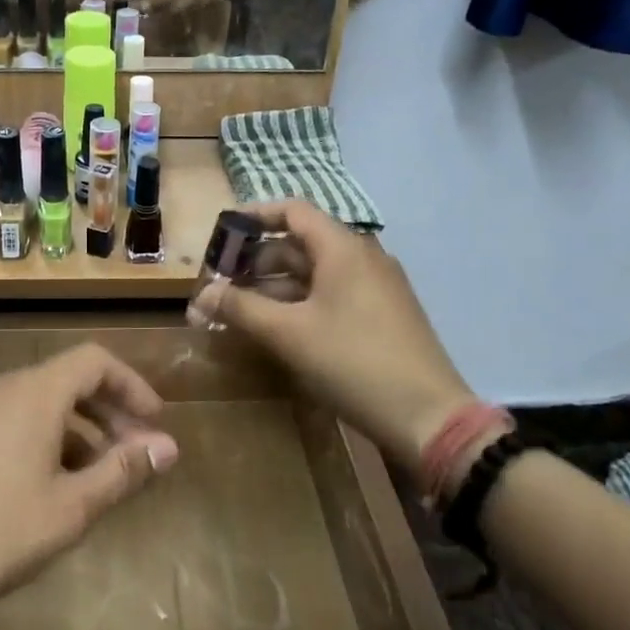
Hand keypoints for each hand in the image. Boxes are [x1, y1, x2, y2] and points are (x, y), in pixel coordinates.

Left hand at [0, 345, 177, 629]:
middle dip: (110, 411)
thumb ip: (121, 471)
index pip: (95, 361)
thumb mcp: (69, 508)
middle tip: (136, 453)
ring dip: (80, 428)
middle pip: (69, 378)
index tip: (155, 422)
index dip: (132, 385)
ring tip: (100, 477)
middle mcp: (4, 386)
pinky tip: (53, 483)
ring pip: (42, 401)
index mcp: (34, 392)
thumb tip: (168, 447)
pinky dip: (47, 437)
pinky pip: (15, 418)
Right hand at [188, 200, 475, 464]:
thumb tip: (201, 296)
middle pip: (300, 242)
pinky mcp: (383, 314)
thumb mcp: (288, 334)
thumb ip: (240, 308)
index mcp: (343, 248)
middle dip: (256, 260)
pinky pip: (332, 293)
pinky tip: (277, 327)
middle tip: (221, 283)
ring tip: (240, 308)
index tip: (222, 234)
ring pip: (315, 272)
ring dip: (275, 285)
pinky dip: (300, 301)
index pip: (292, 211)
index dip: (254, 216)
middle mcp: (362, 257)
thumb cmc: (352, 362)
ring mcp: (376, 286)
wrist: (428, 417)